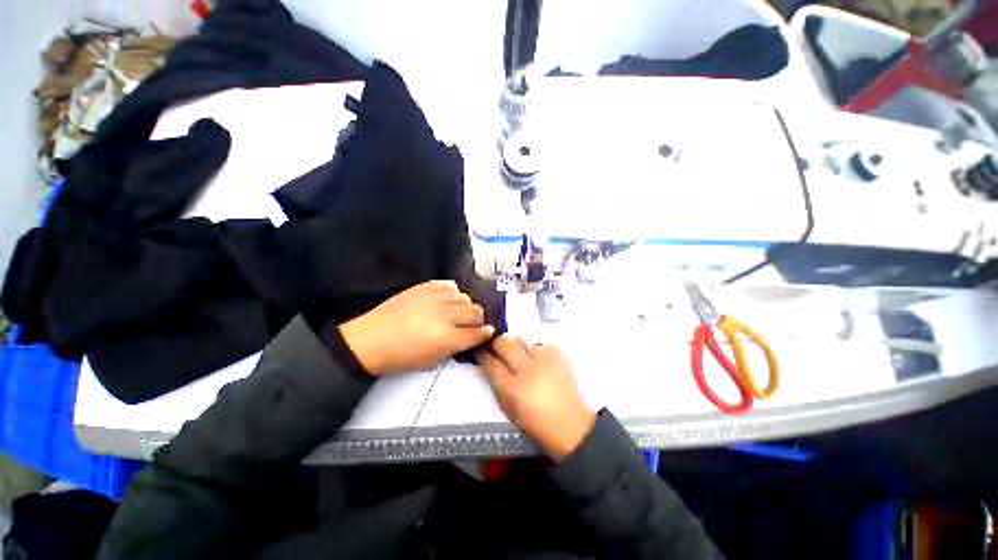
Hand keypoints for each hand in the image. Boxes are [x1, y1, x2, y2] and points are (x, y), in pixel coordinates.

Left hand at [339, 280, 494, 375]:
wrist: (371, 339)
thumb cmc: (401, 357)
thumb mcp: (432, 362)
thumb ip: (455, 348)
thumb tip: (471, 337)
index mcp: (448, 338)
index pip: (477, 333)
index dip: (485, 333)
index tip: (487, 332)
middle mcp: (446, 315)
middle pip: (476, 312)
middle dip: (478, 319)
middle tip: (470, 324)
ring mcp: (435, 298)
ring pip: (465, 297)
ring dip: (465, 307)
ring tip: (456, 312)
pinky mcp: (425, 287)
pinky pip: (449, 285)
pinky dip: (452, 293)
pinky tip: (446, 299)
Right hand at [478, 336, 596, 459]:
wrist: (571, 425)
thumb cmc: (535, 422)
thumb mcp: (508, 407)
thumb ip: (496, 382)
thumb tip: (489, 361)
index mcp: (512, 388)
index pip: (490, 362)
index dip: (483, 354)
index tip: (480, 350)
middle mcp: (528, 369)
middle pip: (504, 343)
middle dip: (496, 343)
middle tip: (496, 348)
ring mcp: (545, 359)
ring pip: (521, 339)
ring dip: (515, 345)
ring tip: (518, 354)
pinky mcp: (558, 354)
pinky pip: (538, 343)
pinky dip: (533, 349)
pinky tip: (536, 359)